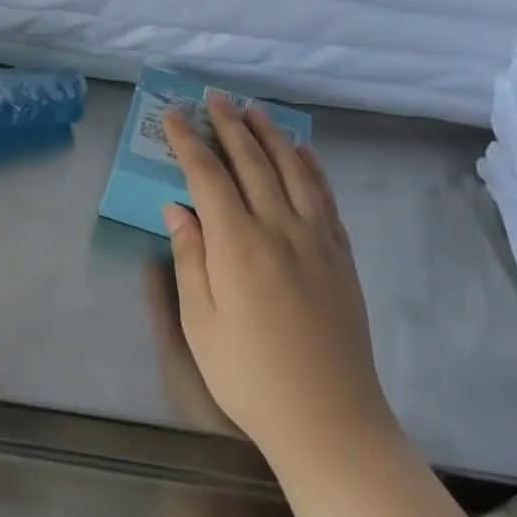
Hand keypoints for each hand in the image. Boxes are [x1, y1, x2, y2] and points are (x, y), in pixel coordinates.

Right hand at [160, 96, 393, 461]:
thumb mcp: (200, 322)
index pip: (208, 176)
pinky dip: (312, 167)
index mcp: (238, 245)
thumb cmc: (249, 375)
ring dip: (271, 136)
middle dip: (229, 126)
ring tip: (254, 110)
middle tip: (214, 97)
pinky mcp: (341, 256)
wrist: (329, 419)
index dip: (189, 142)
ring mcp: (317, 241)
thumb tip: (176, 208)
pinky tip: (302, 152)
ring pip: (294, 171)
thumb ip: (190, 258)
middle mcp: (280, 230)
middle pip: (252, 163)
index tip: (174, 115)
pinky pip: (326, 197)